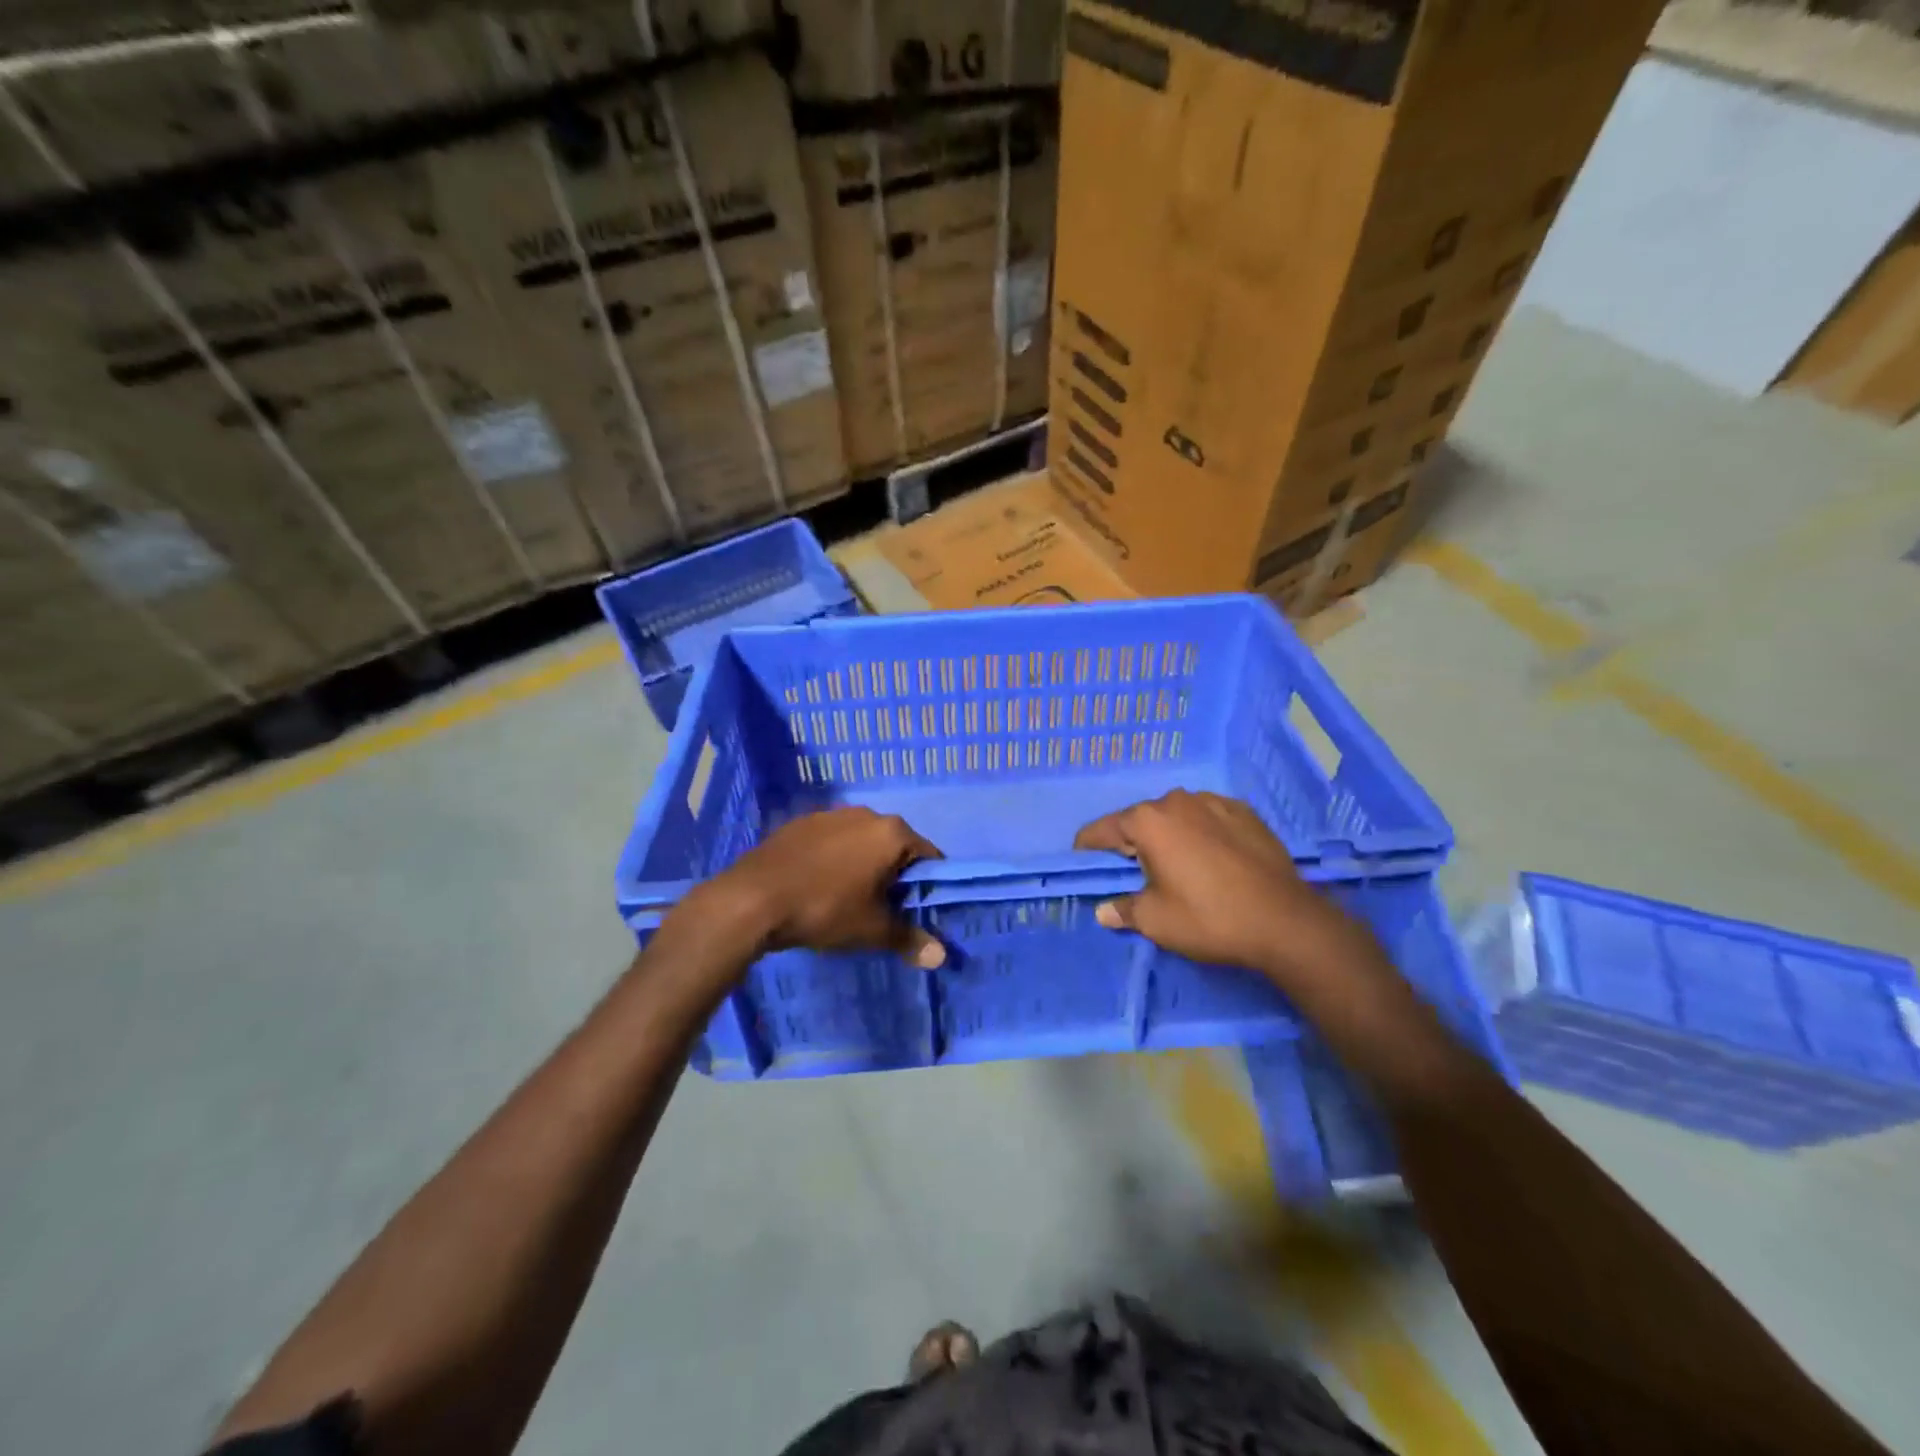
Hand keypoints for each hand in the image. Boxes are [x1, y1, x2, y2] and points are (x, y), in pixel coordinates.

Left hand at [700, 807, 946, 965]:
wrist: (752, 899)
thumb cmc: (824, 909)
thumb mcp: (871, 930)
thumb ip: (909, 939)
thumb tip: (940, 956)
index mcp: (891, 833)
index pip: (928, 856)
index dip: (928, 884)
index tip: (917, 909)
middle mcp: (865, 814)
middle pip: (894, 846)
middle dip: (894, 874)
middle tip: (883, 908)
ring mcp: (830, 815)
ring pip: (861, 841)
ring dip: (863, 864)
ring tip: (847, 898)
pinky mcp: (800, 823)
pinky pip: (831, 841)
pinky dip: (833, 859)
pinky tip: (817, 885)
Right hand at [1074, 790, 1365, 984]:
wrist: (1284, 921)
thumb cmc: (1208, 918)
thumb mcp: (1156, 920)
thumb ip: (1124, 909)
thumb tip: (1104, 911)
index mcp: (1148, 822)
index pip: (1102, 829)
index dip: (1088, 848)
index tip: (1082, 861)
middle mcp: (1177, 801)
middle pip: (1140, 820)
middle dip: (1131, 843)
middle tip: (1133, 872)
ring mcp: (1215, 803)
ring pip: (1177, 816)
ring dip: (1169, 836)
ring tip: (1176, 865)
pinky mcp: (1246, 813)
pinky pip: (1208, 819)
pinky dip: (1200, 833)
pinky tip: (1210, 858)